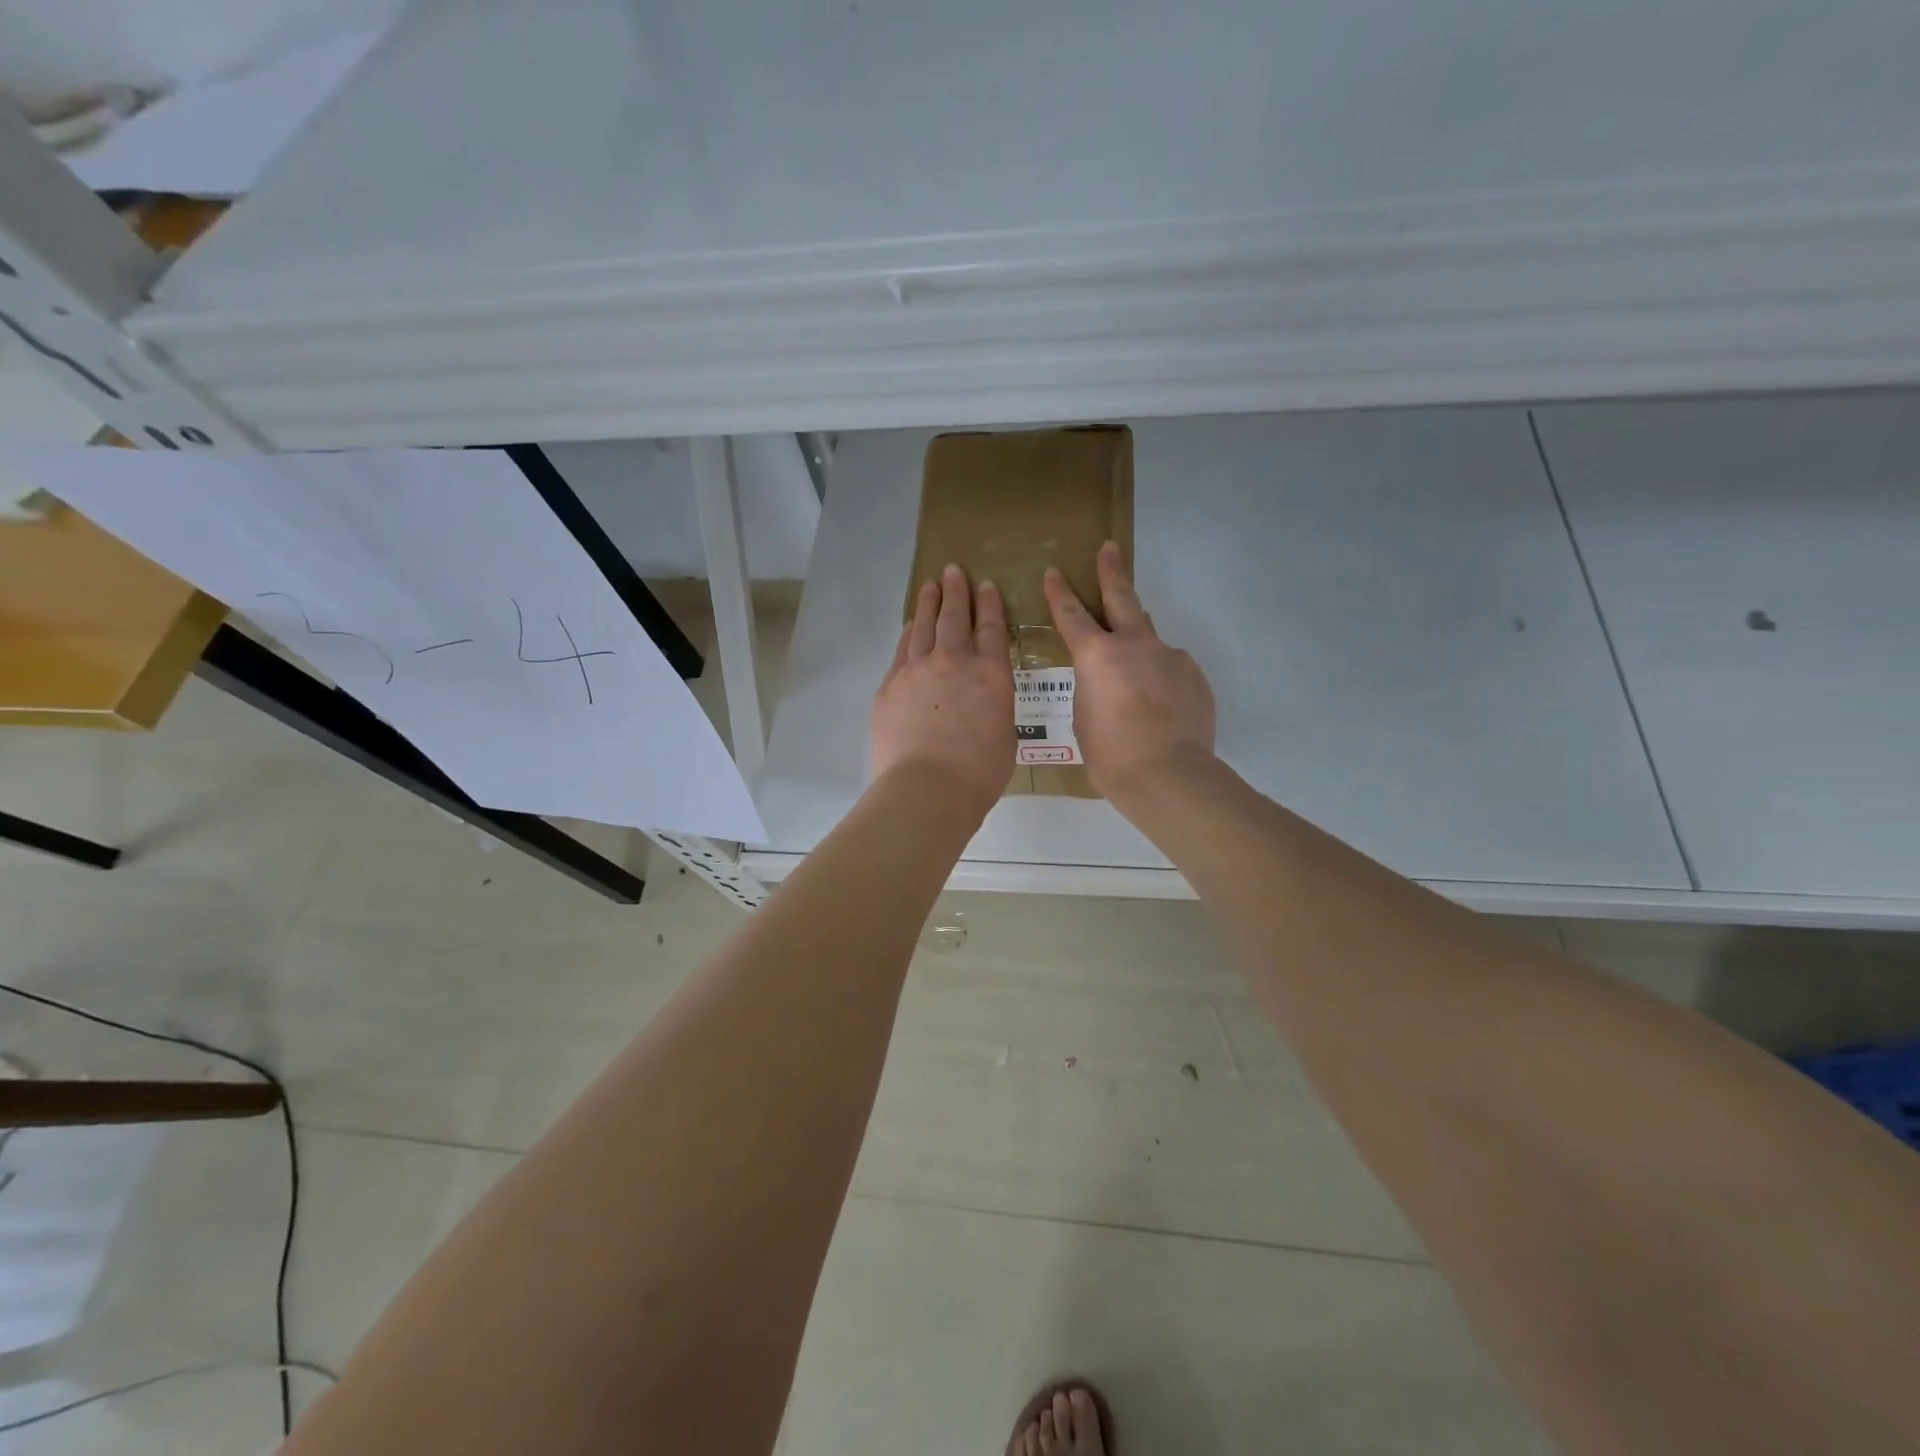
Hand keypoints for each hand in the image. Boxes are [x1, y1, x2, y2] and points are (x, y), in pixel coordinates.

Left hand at [872, 563, 1015, 818]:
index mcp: (991, 674)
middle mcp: (955, 662)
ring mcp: (918, 670)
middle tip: (954, 571)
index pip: (992, 628)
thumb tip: (982, 701)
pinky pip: (903, 648)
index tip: (986, 585)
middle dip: (957, 591)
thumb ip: (995, 707)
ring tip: (931, 585)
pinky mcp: (891, 684)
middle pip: (955, 617)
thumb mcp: (1005, 735)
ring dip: (930, 603)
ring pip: (925, 626)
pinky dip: (910, 632)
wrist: (927, 788)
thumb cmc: (978, 773)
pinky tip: (911, 624)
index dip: (989, 603)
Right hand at [1044, 541, 1216, 797]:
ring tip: (1134, 672)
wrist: (1168, 773)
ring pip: (1150, 639)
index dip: (1059, 593)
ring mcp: (1170, 657)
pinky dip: (1160, 680)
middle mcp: (1135, 645)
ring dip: (1139, 645)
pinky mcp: (1193, 676)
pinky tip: (1159, 707)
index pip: (1071, 616)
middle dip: (1112, 572)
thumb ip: (1093, 688)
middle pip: (1122, 598)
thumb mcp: (1084, 717)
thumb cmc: (1111, 753)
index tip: (1054, 572)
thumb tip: (1110, 680)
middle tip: (1110, 549)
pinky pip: (1171, 670)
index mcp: (1097, 656)